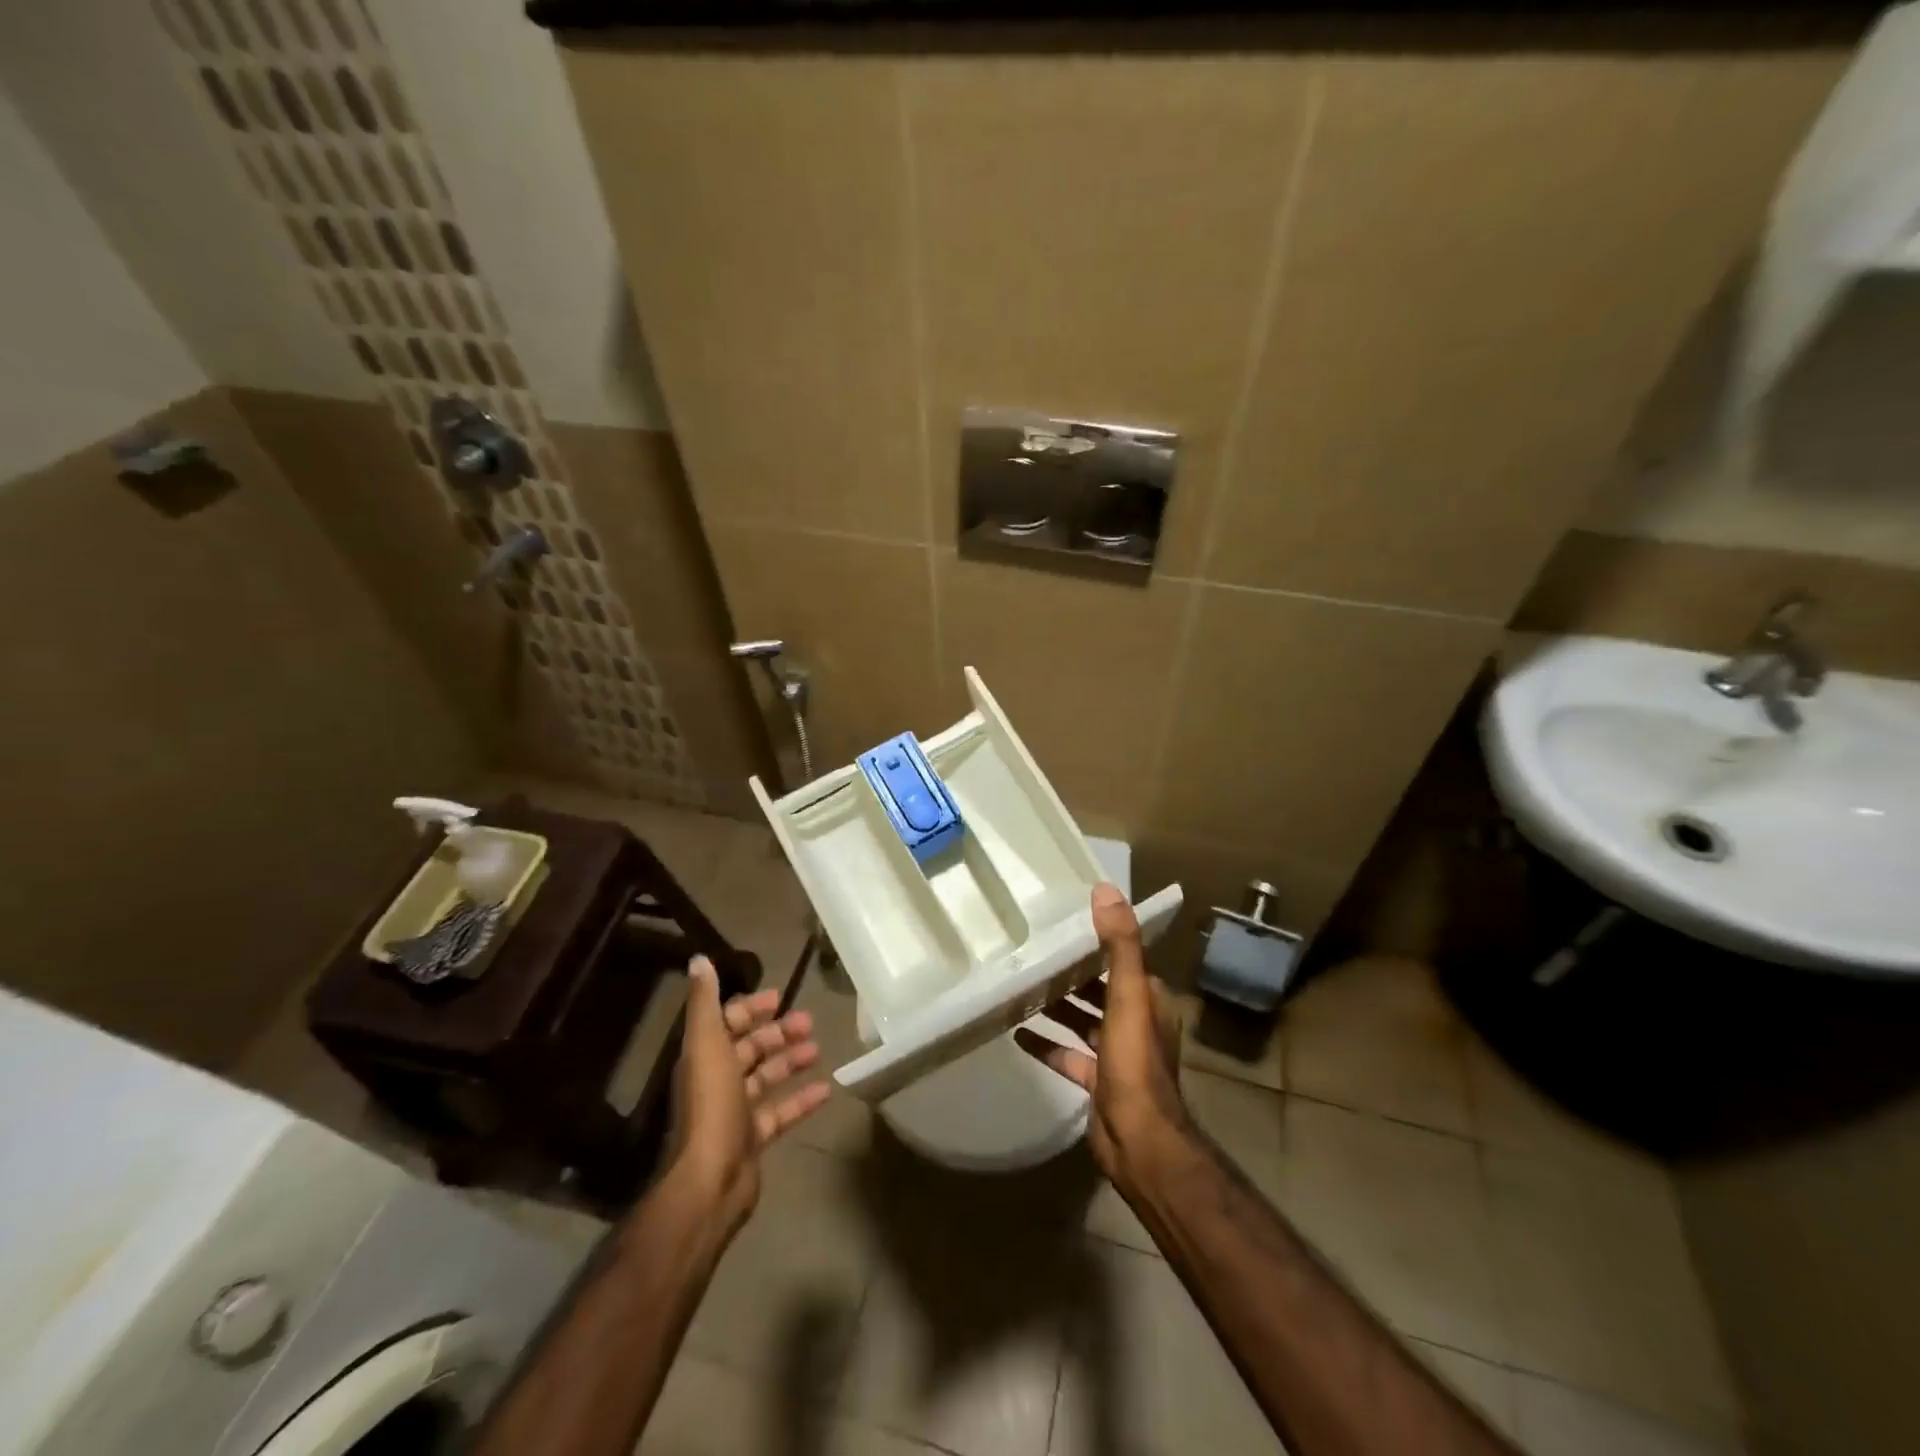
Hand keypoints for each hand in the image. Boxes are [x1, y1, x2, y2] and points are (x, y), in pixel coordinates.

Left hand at [669, 957, 829, 1232]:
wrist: (711, 1179)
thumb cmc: (712, 1105)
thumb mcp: (707, 1045)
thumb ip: (705, 1003)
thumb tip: (698, 959)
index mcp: (704, 1057)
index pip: (727, 1024)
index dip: (750, 1009)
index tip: (779, 997)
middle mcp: (717, 1081)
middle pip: (749, 1050)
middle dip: (777, 1033)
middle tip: (809, 1021)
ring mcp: (736, 1112)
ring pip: (767, 1078)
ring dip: (791, 1061)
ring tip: (818, 1049)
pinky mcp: (754, 1138)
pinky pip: (781, 1112)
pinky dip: (801, 1100)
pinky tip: (826, 1089)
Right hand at [1016, 884, 1188, 1191]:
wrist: (1138, 1142)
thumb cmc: (1134, 1063)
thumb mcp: (1127, 996)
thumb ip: (1119, 944)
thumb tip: (1105, 889)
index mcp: (1149, 999)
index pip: (1123, 958)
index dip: (1099, 941)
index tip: (1067, 923)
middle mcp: (1136, 1022)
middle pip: (1100, 988)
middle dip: (1073, 972)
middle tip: (1036, 951)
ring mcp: (1117, 1054)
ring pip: (1084, 1020)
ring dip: (1059, 1006)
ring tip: (1023, 985)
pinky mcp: (1097, 1081)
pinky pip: (1068, 1055)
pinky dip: (1047, 1044)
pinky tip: (1017, 1034)